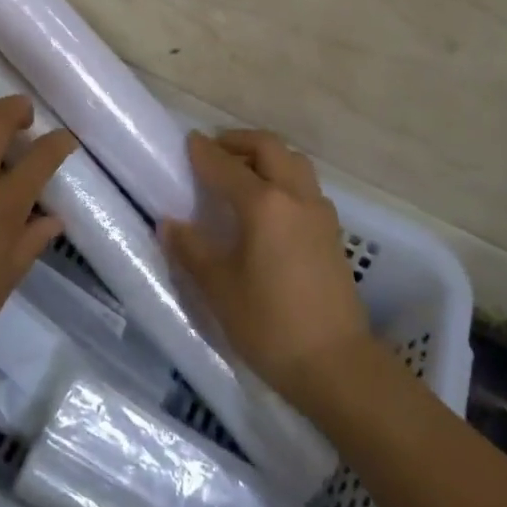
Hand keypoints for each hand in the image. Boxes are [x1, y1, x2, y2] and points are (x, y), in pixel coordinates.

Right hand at [162, 129, 374, 412]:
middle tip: (215, 151)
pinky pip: (305, 184)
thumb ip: (192, 250)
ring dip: (266, 155)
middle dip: (238, 141)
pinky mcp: (332, 231)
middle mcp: (295, 196)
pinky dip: (283, 176)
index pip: (226, 166)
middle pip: (268, 147)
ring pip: (292, 161)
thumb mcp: (220, 289)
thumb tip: (170, 223)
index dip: (204, 152)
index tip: (189, 141)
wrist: (337, 365)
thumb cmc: (271, 325)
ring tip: (242, 173)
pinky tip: (269, 205)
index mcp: (264, 204)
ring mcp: (319, 211)